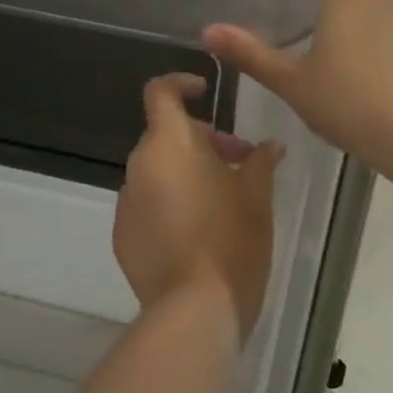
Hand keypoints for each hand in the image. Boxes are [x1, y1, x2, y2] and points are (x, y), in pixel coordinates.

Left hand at [113, 74, 282, 337]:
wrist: (194, 308)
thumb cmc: (232, 241)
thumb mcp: (257, 196)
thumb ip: (260, 162)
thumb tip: (269, 146)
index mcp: (169, 145)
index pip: (161, 93)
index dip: (180, 83)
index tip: (205, 92)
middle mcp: (139, 167)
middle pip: (166, 136)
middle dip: (202, 142)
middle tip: (239, 164)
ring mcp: (127, 203)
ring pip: (157, 173)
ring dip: (186, 175)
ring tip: (222, 202)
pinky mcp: (122, 237)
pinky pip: (147, 206)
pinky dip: (169, 205)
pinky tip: (198, 233)